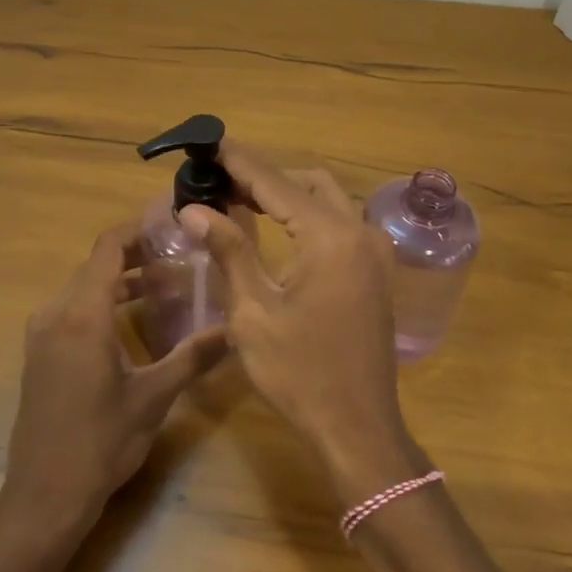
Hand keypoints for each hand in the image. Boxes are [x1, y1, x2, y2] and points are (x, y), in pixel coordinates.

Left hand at [3, 221, 225, 527]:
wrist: (44, 495)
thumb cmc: (101, 442)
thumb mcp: (154, 397)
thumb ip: (193, 355)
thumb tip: (235, 328)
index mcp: (82, 314)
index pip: (108, 247)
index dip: (138, 229)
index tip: (171, 224)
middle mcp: (56, 313)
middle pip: (96, 264)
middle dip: (136, 254)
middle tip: (179, 255)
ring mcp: (42, 333)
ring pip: (84, 287)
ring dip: (120, 279)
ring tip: (164, 283)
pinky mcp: (40, 352)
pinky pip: (72, 309)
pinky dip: (103, 302)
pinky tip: (132, 319)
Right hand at [181, 146, 427, 501]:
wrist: (357, 427)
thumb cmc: (299, 373)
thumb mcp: (253, 312)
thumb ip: (229, 251)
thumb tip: (194, 210)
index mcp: (330, 237)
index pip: (276, 184)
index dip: (240, 162)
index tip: (210, 144)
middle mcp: (360, 231)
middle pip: (307, 182)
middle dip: (264, 177)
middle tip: (219, 182)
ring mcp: (375, 251)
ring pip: (328, 199)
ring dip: (288, 194)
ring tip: (241, 201)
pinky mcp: (377, 270)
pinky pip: (340, 223)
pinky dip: (308, 215)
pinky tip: (278, 229)